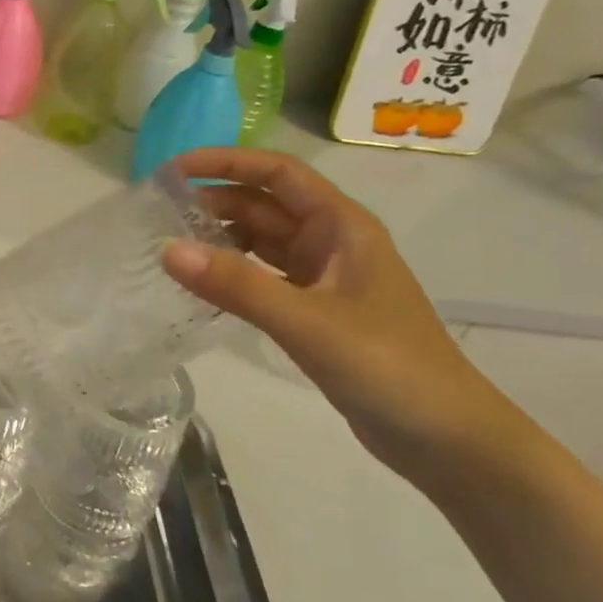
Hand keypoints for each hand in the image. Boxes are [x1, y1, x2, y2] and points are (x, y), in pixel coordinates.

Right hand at [160, 148, 532, 483]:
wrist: (445, 438)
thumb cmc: (386, 366)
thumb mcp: (306, 321)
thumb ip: (236, 285)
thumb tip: (165, 249)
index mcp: (342, 226)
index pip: (277, 173)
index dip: (225, 163)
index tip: (173, 171)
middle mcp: (332, 243)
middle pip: (264, 205)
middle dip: (214, 201)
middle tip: (157, 215)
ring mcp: (325, 279)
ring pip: (262, 242)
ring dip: (220, 238)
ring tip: (169, 246)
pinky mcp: (316, 312)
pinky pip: (263, 278)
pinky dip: (232, 275)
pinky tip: (201, 285)